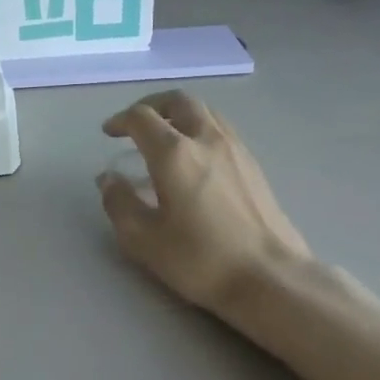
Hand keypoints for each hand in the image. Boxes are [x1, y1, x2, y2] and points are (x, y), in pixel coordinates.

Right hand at [98, 91, 311, 315]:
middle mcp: (206, 140)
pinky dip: (200, 129)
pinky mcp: (254, 166)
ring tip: (165, 136)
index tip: (109, 132)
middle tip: (136, 123)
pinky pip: (221, 130)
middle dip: (152, 105)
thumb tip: (109, 179)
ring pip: (204, 112)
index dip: (120, 120)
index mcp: (174, 153)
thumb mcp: (144, 239)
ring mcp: (236, 150)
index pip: (142, 118)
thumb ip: (119, 203)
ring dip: (179, 114)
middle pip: (178, 101)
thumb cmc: (200, 259)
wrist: (270, 278)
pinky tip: (195, 159)